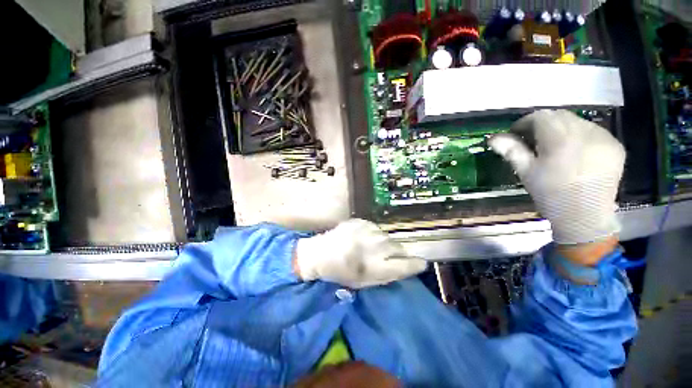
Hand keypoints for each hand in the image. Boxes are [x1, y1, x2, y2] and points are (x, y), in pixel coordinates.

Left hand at [294, 219, 426, 288]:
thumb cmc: (341, 273)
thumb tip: (406, 267)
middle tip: (386, 257)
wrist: (320, 252)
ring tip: (371, 248)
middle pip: (399, 248)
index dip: (415, 264)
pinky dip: (373, 235)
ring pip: (387, 237)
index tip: (420, 263)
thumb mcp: (365, 282)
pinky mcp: (362, 221)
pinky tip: (362, 239)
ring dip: (384, 244)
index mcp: (377, 265)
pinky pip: (376, 229)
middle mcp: (376, 246)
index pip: (407, 264)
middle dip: (397, 253)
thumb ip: (387, 275)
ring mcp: (369, 231)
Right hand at [489, 110, 625, 245]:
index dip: (524, 122)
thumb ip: (511, 150)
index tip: (516, 134)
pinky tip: (574, 152)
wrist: (586, 217)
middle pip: (559, 115)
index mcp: (561, 140)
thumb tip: (493, 138)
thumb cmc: (550, 195)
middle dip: (542, 124)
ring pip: (577, 121)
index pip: (540, 116)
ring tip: (554, 147)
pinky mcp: (616, 145)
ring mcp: (604, 138)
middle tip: (533, 140)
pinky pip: (593, 131)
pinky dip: (579, 135)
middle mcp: (586, 133)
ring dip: (561, 129)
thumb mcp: (526, 172)